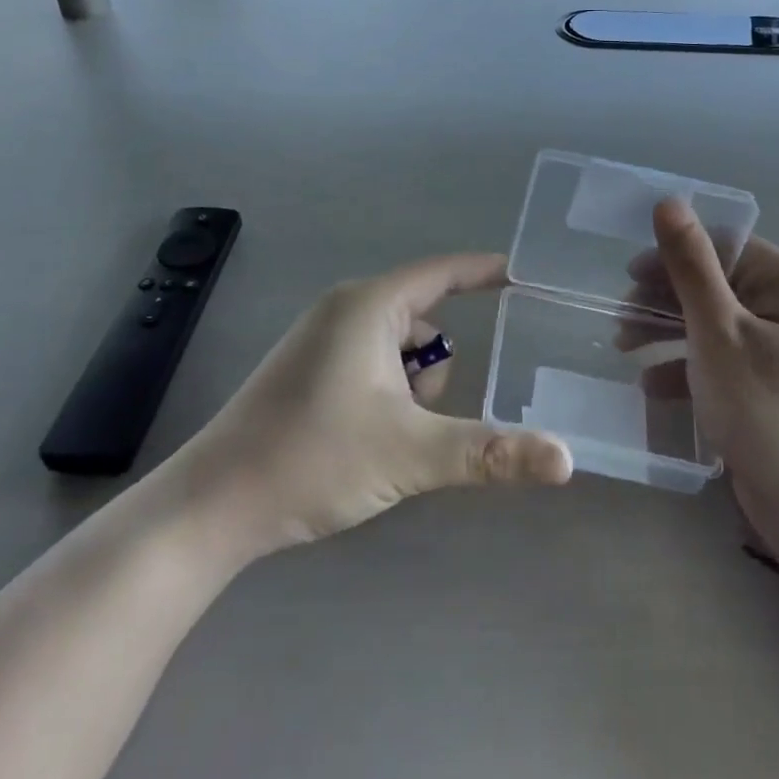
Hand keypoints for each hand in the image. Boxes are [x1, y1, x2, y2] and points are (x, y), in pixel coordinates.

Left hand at [177, 253, 571, 558]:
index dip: (485, 272)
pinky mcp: (310, 368)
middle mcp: (346, 308)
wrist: (213, 506)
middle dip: (433, 371)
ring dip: (411, 390)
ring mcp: (323, 338)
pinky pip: (373, 363)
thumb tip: (565, 458)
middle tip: (416, 421)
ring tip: (384, 439)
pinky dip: (387, 394)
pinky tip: (365, 441)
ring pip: (400, 349)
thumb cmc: (313, 458)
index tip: (525, 277)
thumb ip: (491, 452)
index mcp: (369, 305)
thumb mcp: (412, 454)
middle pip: (424, 321)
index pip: (444, 272)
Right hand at [643, 200, 778, 582]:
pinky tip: (650, 388)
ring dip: (665, 332)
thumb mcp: (718, 331)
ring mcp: (778, 350)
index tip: (628, 277)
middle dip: (662, 299)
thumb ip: (690, 265)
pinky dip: (684, 368)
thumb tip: (669, 202)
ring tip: (622, 349)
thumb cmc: (767, 408)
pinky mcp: (766, 387)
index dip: (672, 255)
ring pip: (710, 323)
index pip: (721, 246)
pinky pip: (719, 360)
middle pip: (712, 284)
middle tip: (620, 319)